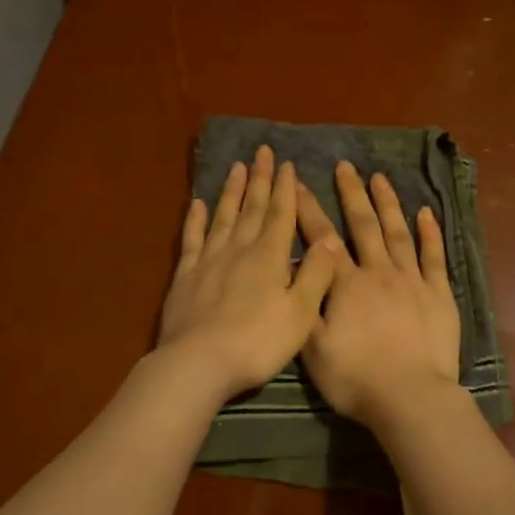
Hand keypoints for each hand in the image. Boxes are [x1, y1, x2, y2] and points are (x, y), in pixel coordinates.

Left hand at [157, 146, 338, 400]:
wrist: (199, 362)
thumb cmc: (258, 342)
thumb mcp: (300, 313)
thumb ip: (315, 275)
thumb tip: (329, 241)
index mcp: (269, 257)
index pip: (280, 215)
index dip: (284, 189)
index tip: (286, 164)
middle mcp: (239, 250)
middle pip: (251, 208)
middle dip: (259, 180)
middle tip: (261, 152)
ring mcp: (208, 261)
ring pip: (223, 217)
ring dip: (231, 191)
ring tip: (237, 167)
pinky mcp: (185, 277)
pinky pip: (192, 239)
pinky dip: (196, 219)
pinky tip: (198, 204)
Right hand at [298, 161, 461, 426]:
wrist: (410, 397)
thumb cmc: (355, 378)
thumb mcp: (312, 347)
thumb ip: (305, 304)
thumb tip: (297, 267)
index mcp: (345, 285)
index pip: (322, 239)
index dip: (309, 210)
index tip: (300, 184)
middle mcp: (378, 272)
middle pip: (363, 225)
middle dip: (352, 194)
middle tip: (346, 166)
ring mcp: (412, 281)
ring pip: (398, 233)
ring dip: (388, 204)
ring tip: (379, 178)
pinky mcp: (439, 295)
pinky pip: (434, 256)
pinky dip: (430, 233)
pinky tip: (426, 213)